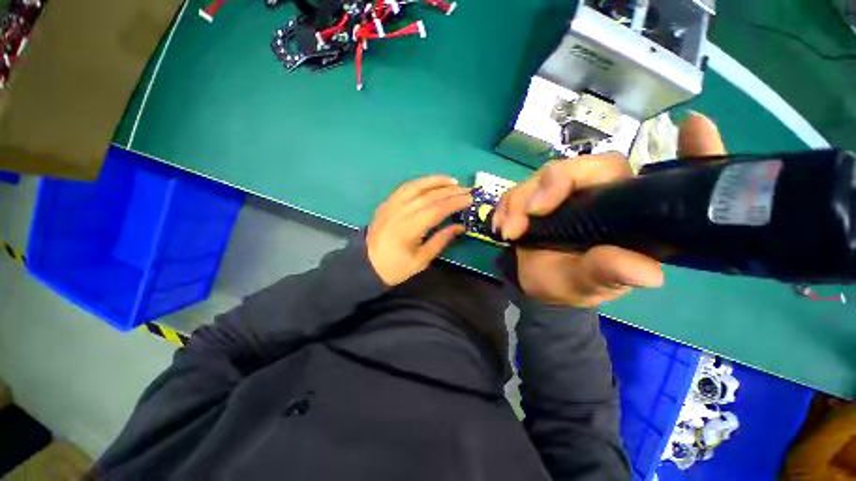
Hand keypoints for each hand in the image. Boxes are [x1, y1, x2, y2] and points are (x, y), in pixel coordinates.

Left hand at [367, 176, 470, 285]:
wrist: (366, 264)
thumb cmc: (395, 267)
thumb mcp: (421, 260)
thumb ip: (441, 240)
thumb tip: (460, 227)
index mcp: (410, 228)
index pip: (437, 209)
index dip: (455, 202)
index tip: (470, 199)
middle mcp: (401, 211)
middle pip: (429, 195)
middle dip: (450, 190)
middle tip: (466, 189)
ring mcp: (392, 205)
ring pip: (416, 186)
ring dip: (435, 181)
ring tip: (451, 180)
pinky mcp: (386, 203)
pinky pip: (405, 187)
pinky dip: (420, 182)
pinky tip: (429, 182)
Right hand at [493, 111, 726, 306]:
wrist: (534, 284)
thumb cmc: (569, 285)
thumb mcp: (588, 285)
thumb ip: (609, 274)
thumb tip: (648, 272)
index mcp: (631, 216)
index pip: (666, 179)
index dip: (693, 153)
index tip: (694, 127)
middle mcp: (603, 195)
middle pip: (587, 165)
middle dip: (554, 183)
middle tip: (531, 211)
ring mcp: (567, 193)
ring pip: (545, 174)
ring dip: (520, 199)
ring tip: (509, 230)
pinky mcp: (538, 196)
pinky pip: (520, 187)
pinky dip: (506, 204)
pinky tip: (501, 225)